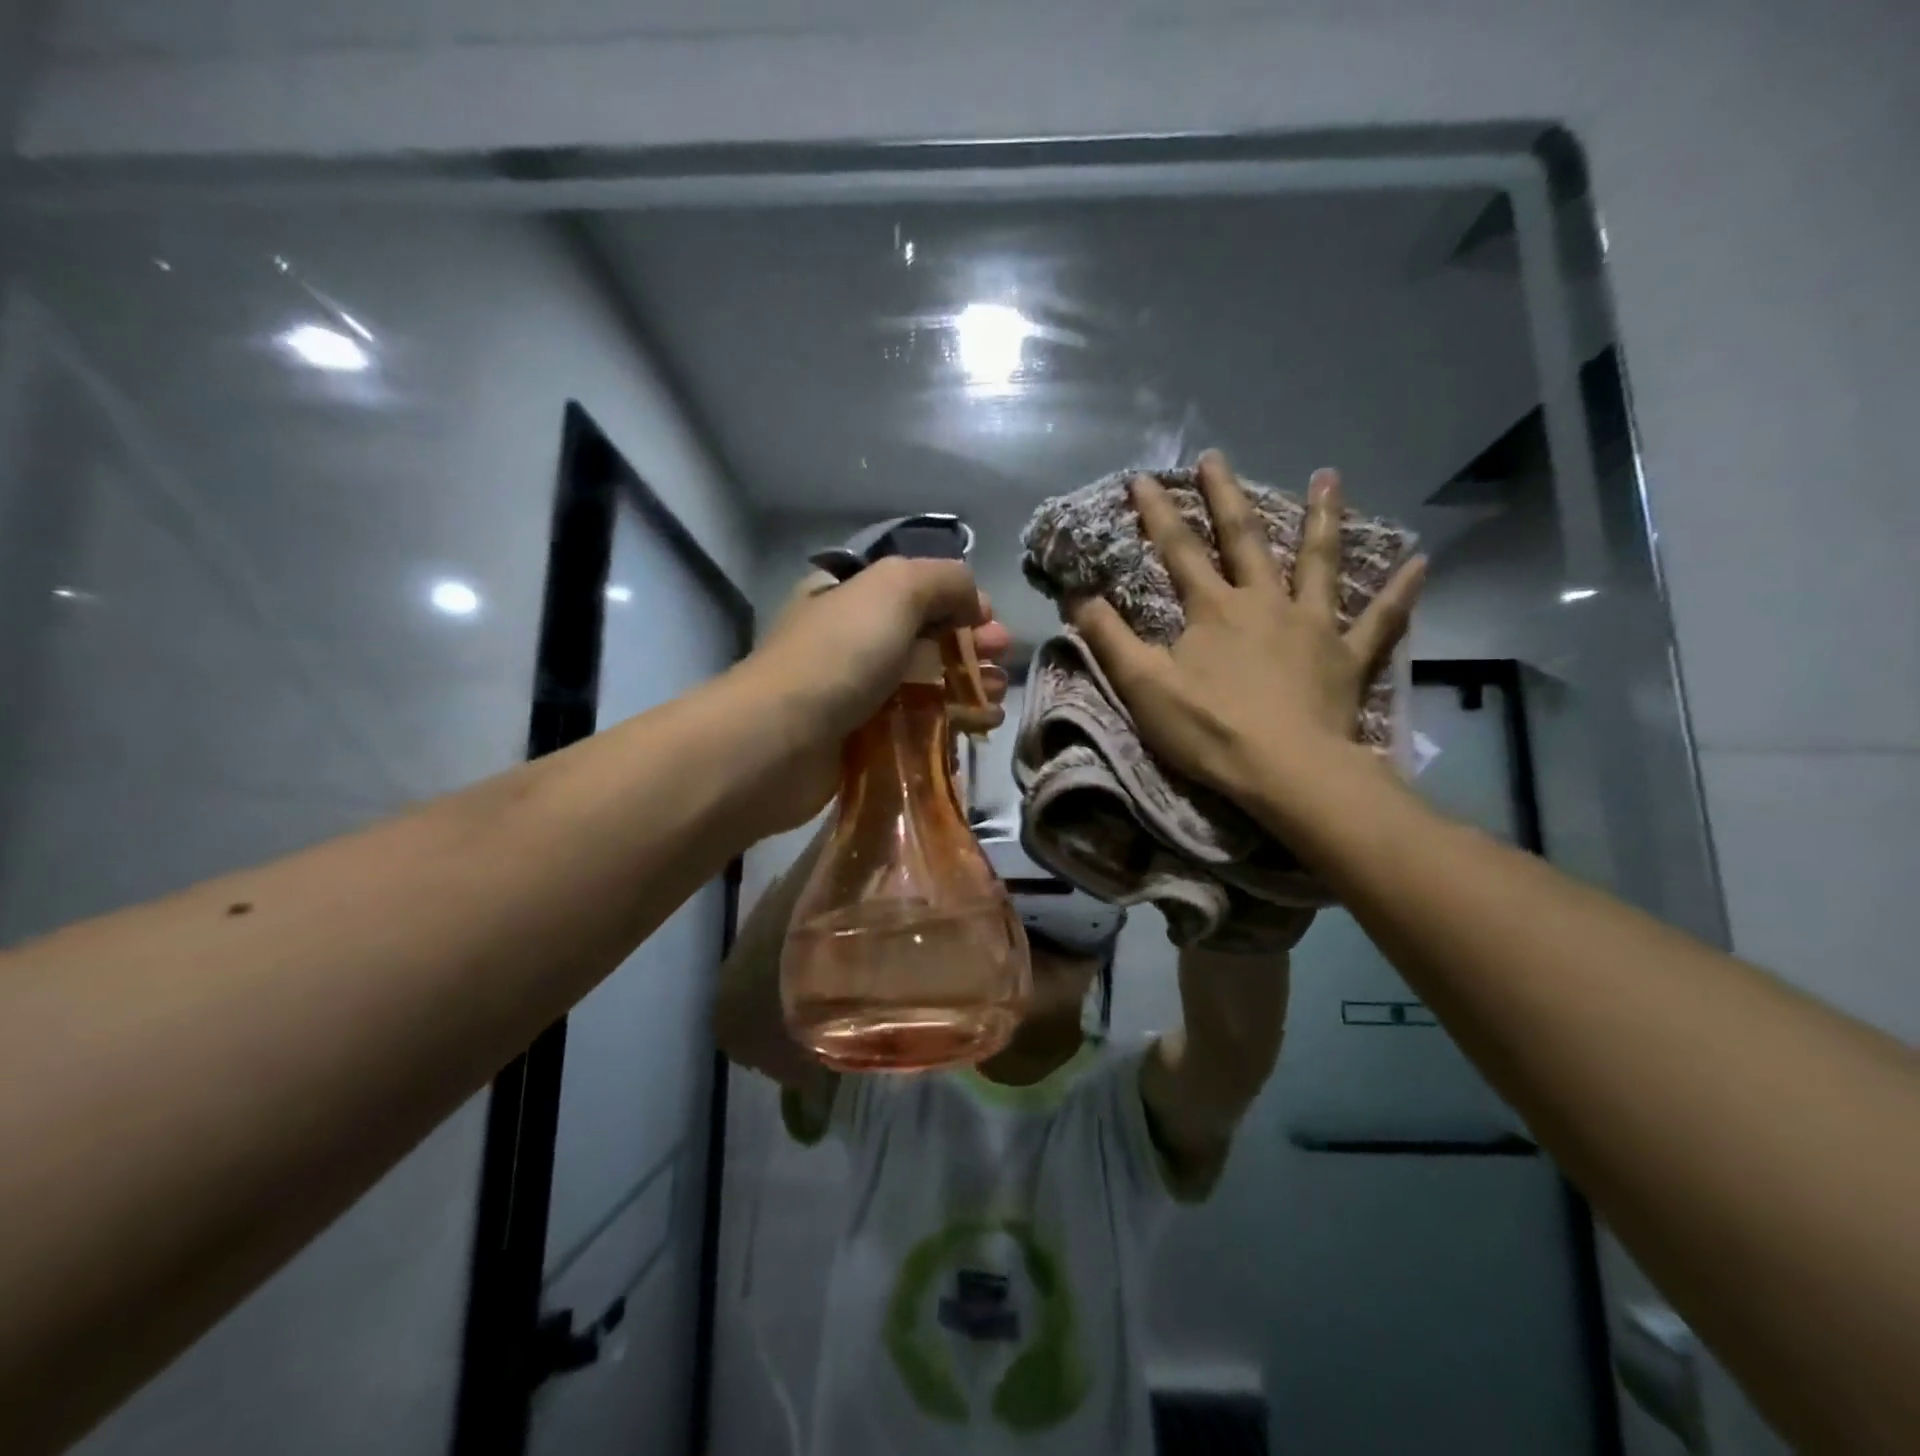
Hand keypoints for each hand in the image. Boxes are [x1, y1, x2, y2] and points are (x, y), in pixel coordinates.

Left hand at [739, 558, 1011, 832]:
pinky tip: (980, 724)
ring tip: (995, 696)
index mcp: (849, 593)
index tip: (989, 620)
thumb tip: (973, 603)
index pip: (914, 588)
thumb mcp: (895, 588)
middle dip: (970, 643)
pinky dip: (952, 720)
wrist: (780, 742)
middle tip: (1000, 657)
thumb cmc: (839, 655)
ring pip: (926, 681)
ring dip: (968, 684)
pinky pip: (917, 723)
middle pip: (925, 635)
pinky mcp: (863, 738)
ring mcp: (855, 690)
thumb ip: (944, 580)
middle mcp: (851, 638)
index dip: (958, 599)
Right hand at [1067, 449, 1423, 813]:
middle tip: (1216, 457)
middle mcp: (1264, 602)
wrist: (1285, 772)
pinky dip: (1399, 592)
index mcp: (1214, 609)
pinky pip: (1380, 619)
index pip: (1178, 550)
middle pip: (1244, 539)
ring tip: (1328, 477)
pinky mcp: (1347, 658)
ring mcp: (1312, 626)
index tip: (1141, 477)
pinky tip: (1420, 563)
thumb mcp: (1142, 686)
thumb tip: (1076, 595)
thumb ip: (1108, 638)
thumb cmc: (1209, 730)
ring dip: (1322, 518)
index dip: (1157, 513)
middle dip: (1225, 496)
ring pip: (1318, 562)